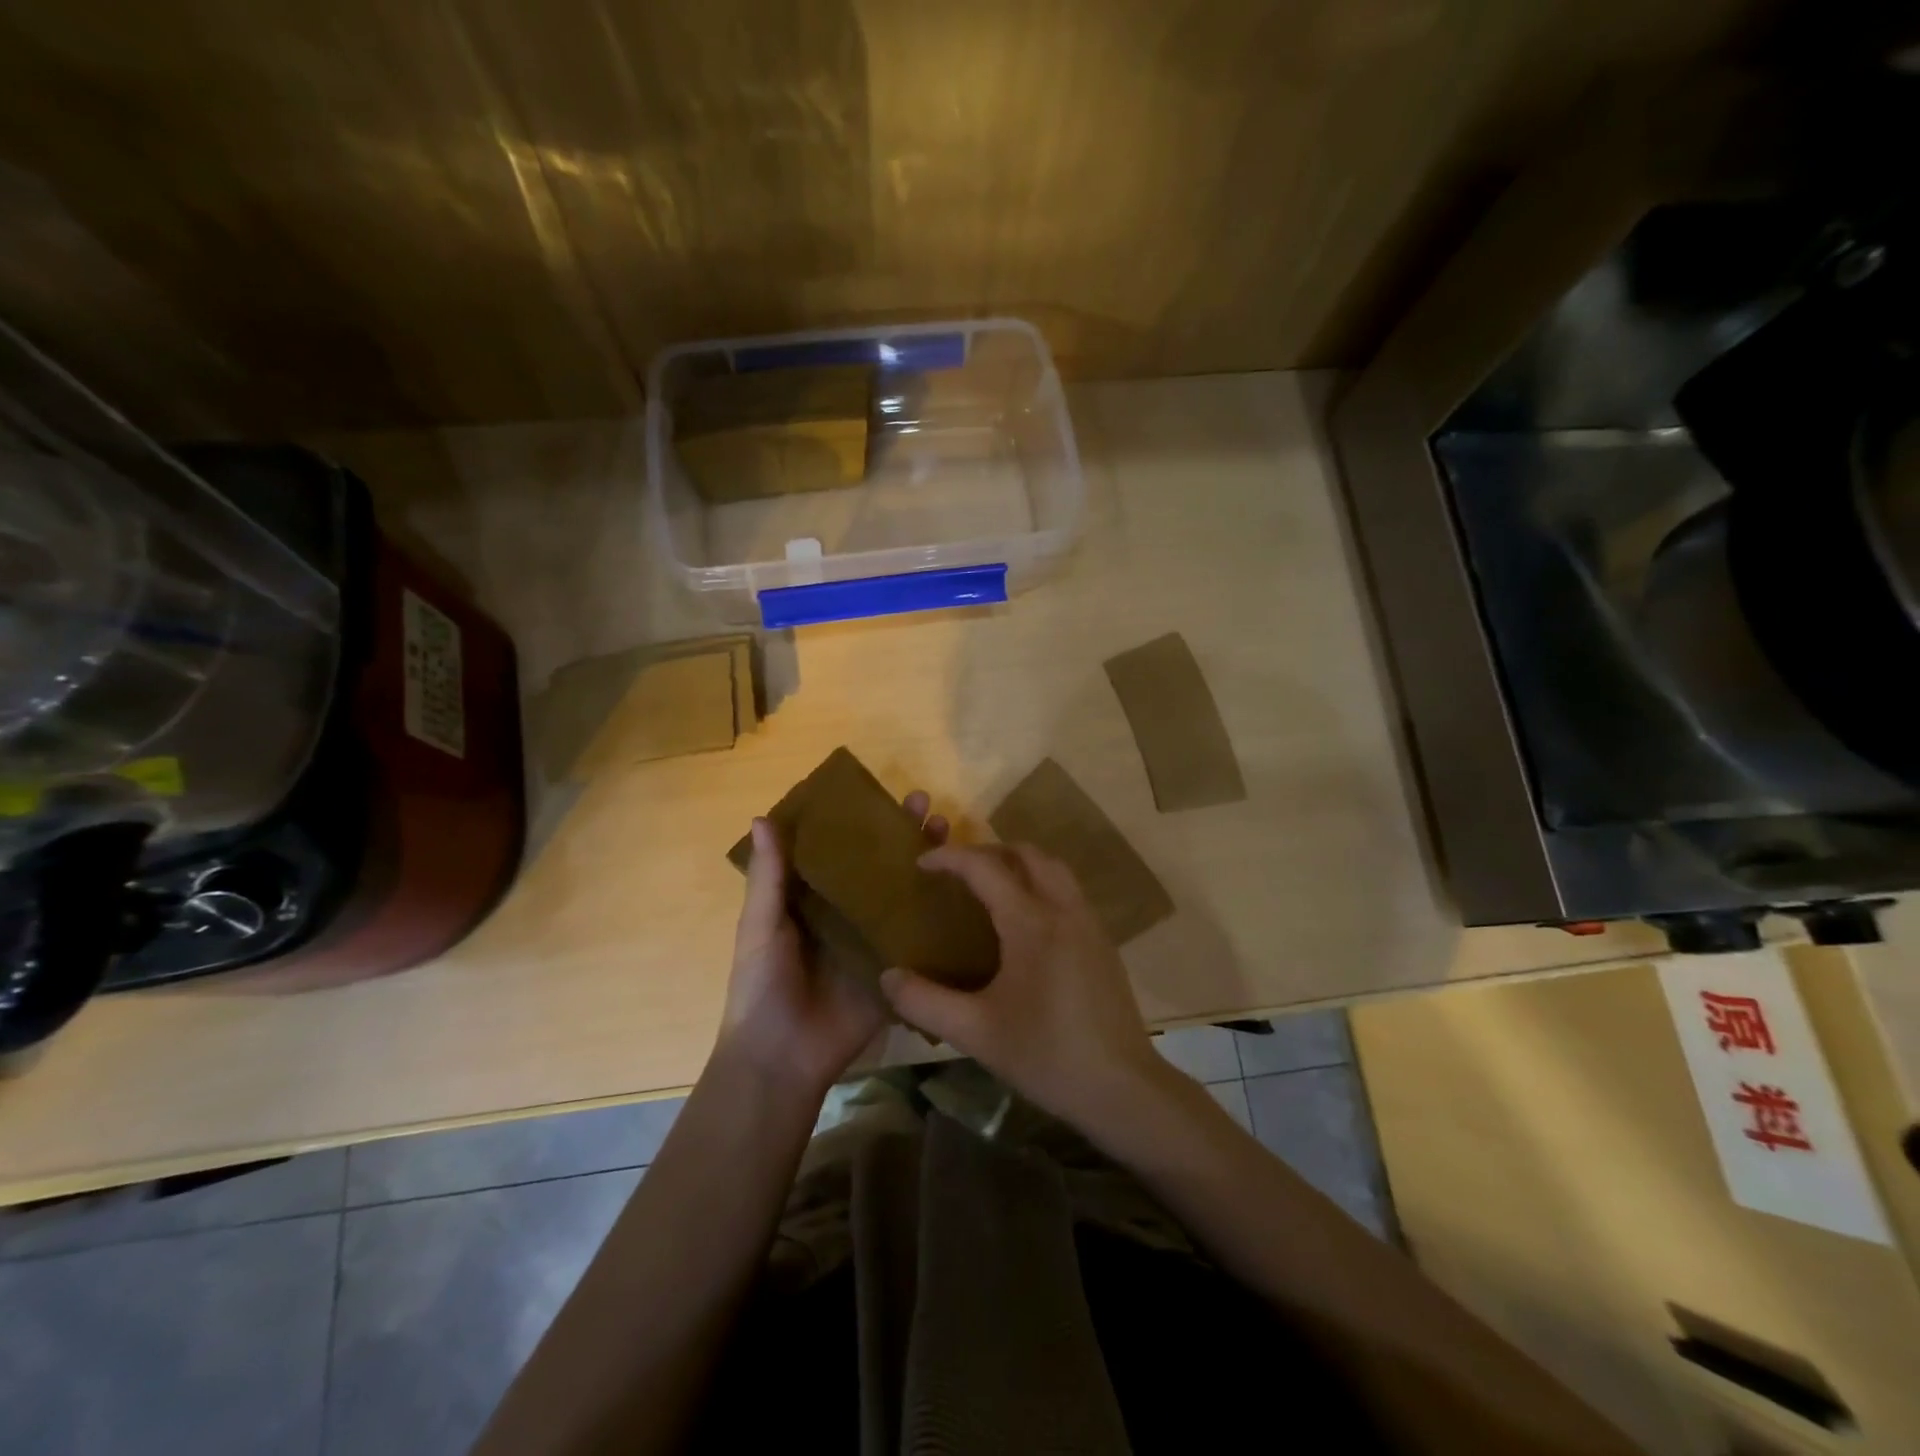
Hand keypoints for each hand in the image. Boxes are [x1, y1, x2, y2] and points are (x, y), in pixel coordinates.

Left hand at [719, 791, 949, 1099]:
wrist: (782, 1057)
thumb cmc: (762, 985)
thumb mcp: (761, 925)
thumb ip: (768, 877)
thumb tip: (762, 817)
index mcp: (811, 901)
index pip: (839, 852)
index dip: (859, 823)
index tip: (881, 794)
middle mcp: (846, 914)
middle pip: (878, 868)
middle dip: (900, 836)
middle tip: (925, 805)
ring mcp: (873, 941)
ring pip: (903, 896)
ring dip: (925, 866)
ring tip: (948, 831)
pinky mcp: (895, 969)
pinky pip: (919, 938)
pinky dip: (940, 915)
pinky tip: (968, 889)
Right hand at [878, 843, 1166, 1128]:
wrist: (1123, 1088)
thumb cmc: (1047, 1056)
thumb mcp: (976, 1033)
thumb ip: (925, 1002)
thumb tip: (887, 976)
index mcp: (1031, 923)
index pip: (985, 868)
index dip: (950, 858)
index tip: (921, 863)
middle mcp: (1064, 910)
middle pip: (1027, 854)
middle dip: (988, 852)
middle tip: (957, 872)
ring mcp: (1089, 924)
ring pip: (1054, 869)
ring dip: (1019, 864)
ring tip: (989, 888)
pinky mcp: (1103, 943)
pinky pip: (1068, 892)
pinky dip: (1040, 884)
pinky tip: (1024, 923)